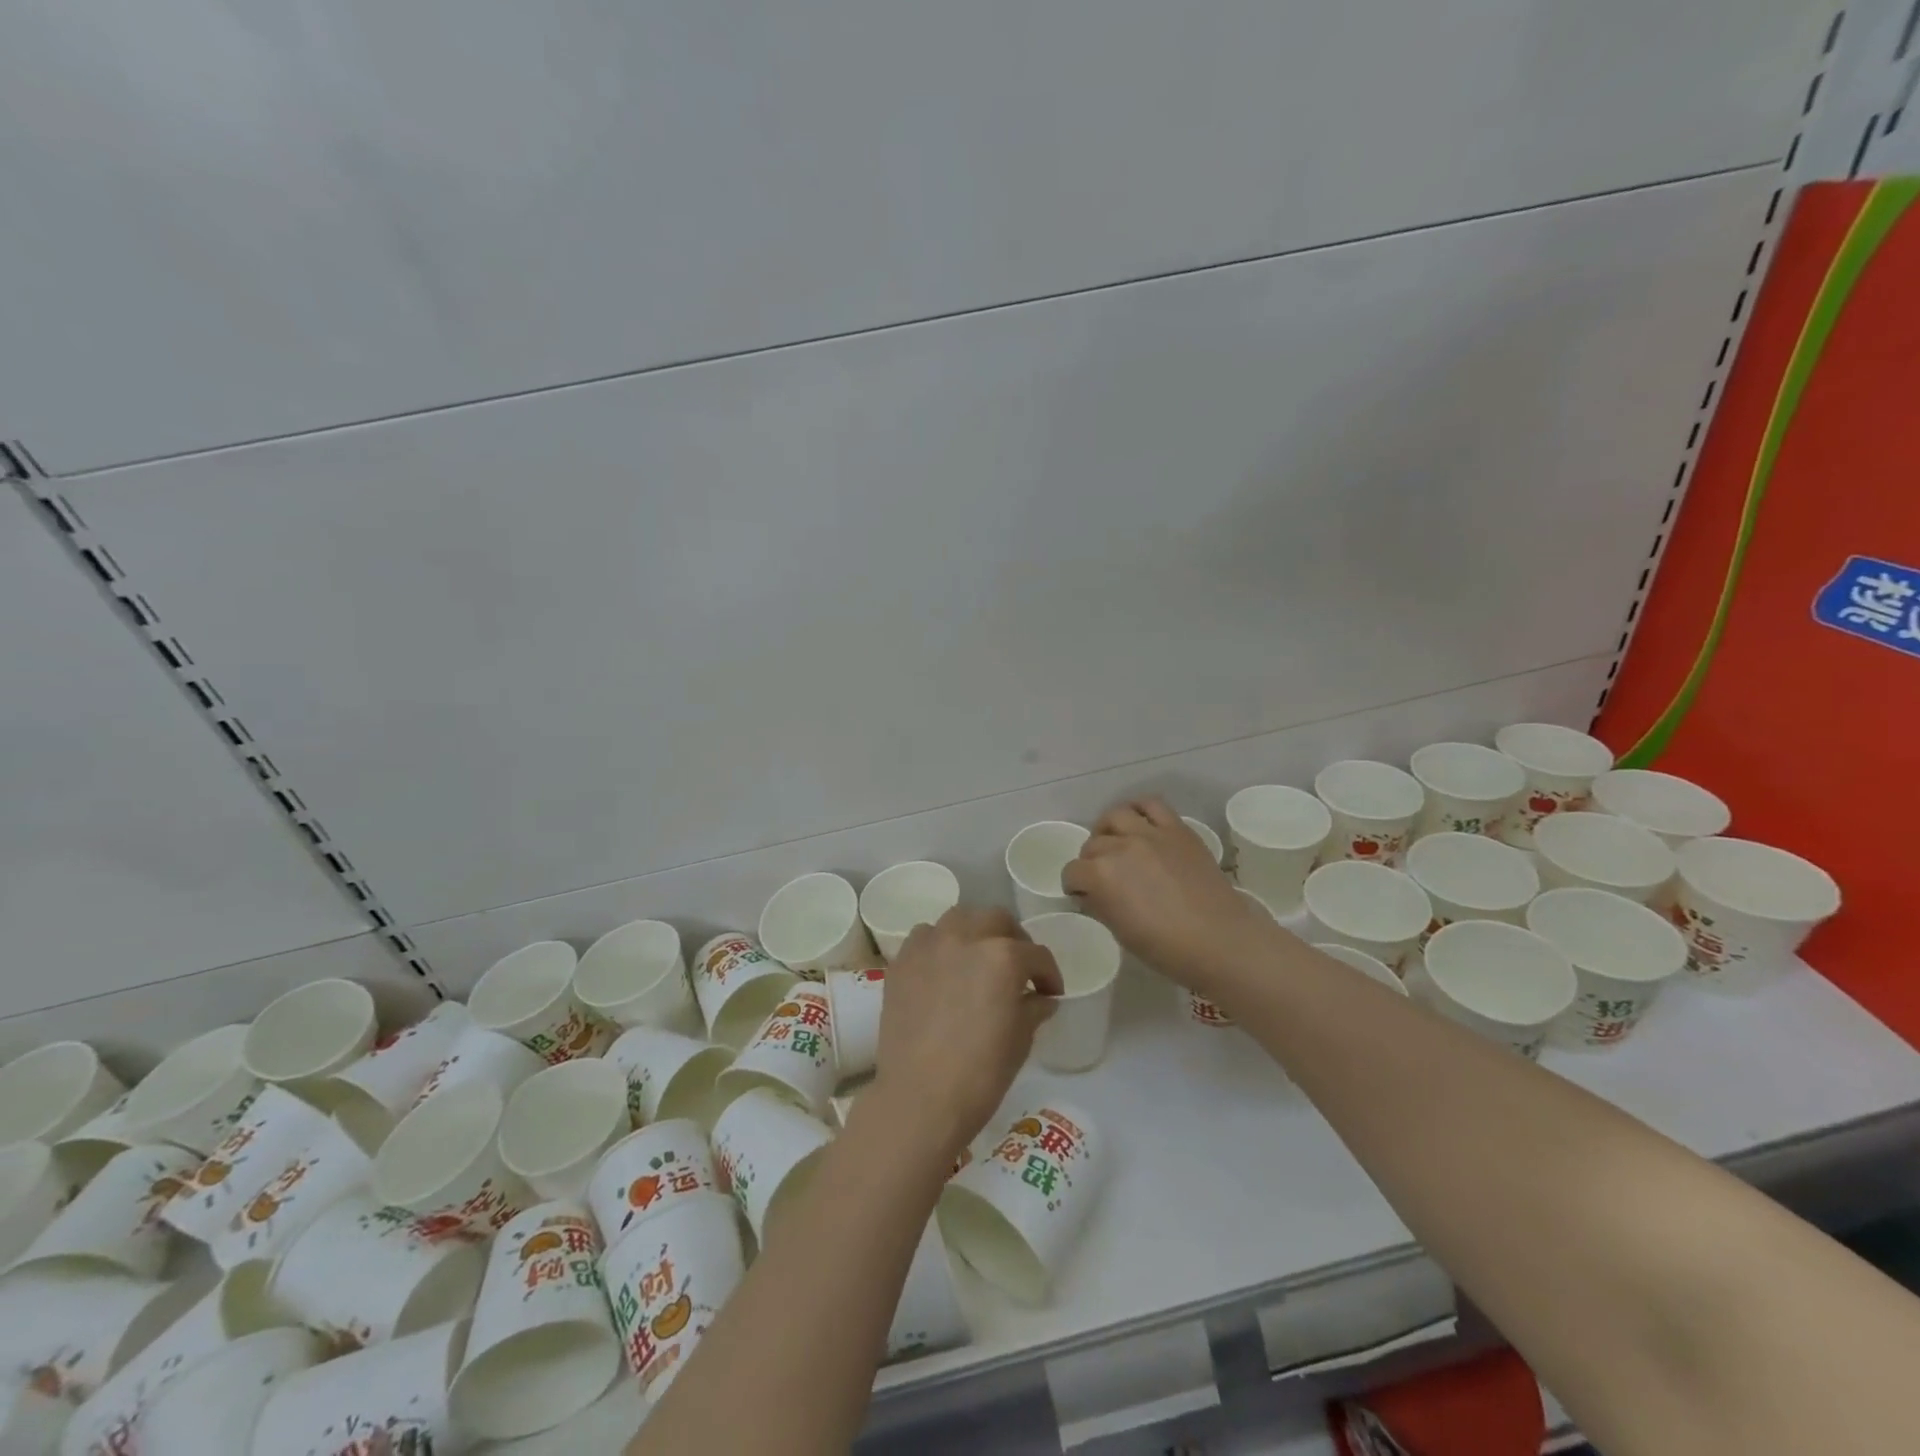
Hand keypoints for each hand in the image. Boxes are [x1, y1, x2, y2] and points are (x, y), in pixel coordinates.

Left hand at [873, 906, 1063, 1165]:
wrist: (919, 1097)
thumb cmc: (980, 1074)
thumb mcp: (1019, 1041)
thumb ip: (1033, 1009)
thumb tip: (1041, 998)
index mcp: (1003, 956)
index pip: (1036, 955)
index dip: (1049, 974)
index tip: (1050, 993)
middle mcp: (966, 937)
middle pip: (997, 920)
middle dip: (1014, 940)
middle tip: (1018, 967)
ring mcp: (930, 945)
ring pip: (959, 919)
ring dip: (975, 932)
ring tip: (978, 958)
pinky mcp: (902, 961)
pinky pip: (925, 937)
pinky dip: (939, 944)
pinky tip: (943, 968)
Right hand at [1063, 797, 1274, 993]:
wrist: (1220, 941)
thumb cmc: (1166, 948)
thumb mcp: (1120, 933)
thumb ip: (1100, 906)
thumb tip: (1090, 894)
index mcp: (1100, 875)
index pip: (1072, 872)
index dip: (1075, 886)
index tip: (1084, 896)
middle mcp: (1120, 847)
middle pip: (1092, 845)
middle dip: (1090, 861)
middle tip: (1103, 876)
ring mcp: (1150, 834)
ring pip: (1115, 816)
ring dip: (1108, 830)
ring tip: (1116, 843)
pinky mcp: (1177, 829)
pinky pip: (1151, 805)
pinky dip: (1139, 810)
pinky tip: (1139, 823)